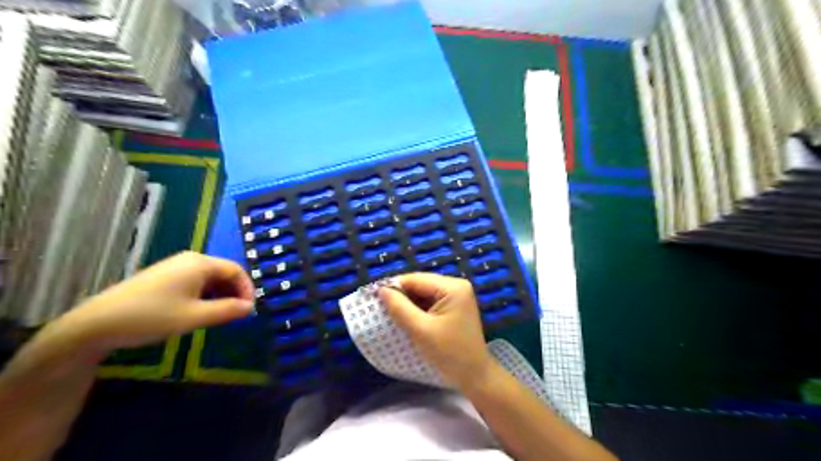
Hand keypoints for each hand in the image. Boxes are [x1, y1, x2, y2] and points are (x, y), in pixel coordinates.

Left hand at [53, 253, 255, 355]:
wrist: (96, 324)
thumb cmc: (152, 317)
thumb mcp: (195, 317)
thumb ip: (228, 310)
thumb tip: (251, 307)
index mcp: (201, 263)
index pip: (236, 270)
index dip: (247, 289)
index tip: (249, 310)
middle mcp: (190, 259)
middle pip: (224, 272)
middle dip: (234, 292)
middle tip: (236, 314)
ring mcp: (175, 267)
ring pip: (210, 278)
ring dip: (220, 295)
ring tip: (220, 315)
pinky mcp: (164, 276)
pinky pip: (195, 281)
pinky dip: (205, 294)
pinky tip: (199, 310)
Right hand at [379, 272, 493, 389]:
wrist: (474, 375)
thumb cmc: (449, 353)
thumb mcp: (421, 330)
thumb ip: (400, 308)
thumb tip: (382, 290)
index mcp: (452, 287)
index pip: (417, 279)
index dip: (395, 286)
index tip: (374, 296)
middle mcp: (457, 285)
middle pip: (421, 284)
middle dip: (402, 295)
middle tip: (380, 306)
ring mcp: (457, 295)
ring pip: (424, 292)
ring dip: (408, 302)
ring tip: (390, 312)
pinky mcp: (454, 306)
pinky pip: (431, 301)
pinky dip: (418, 308)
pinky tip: (406, 317)